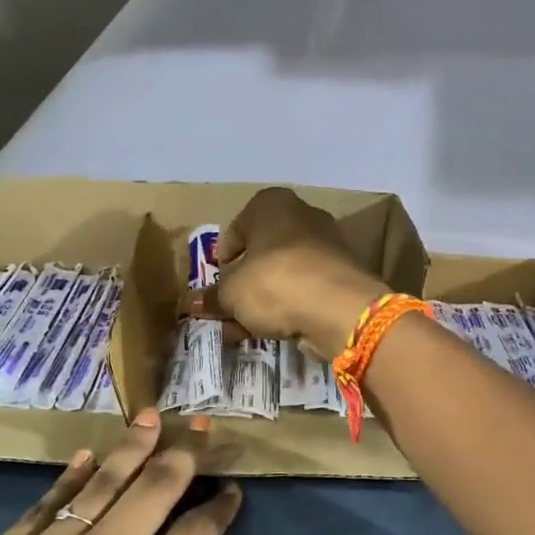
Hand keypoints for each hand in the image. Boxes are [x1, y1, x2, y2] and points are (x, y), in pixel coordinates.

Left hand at [0, 411, 305, 534]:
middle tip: (198, 431)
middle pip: (150, 495)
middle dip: (179, 460)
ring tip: (152, 417)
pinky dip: (69, 476)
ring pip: (99, 486)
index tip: (232, 489)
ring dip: (130, 449)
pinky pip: (43, 503)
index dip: (217, 510)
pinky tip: (86, 455)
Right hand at [203, 187, 387, 356]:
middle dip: (246, 279)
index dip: (224, 253)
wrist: (339, 309)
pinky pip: (306, 289)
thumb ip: (212, 297)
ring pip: (285, 272)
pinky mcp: (343, 276)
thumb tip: (191, 303)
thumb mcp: (231, 294)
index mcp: (272, 204)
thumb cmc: (274, 282)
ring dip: (265, 297)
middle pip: (264, 250)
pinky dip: (289, 306)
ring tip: (247, 325)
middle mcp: (303, 216)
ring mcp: (328, 246)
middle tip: (230, 304)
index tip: (218, 275)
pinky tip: (274, 329)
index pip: (238, 225)